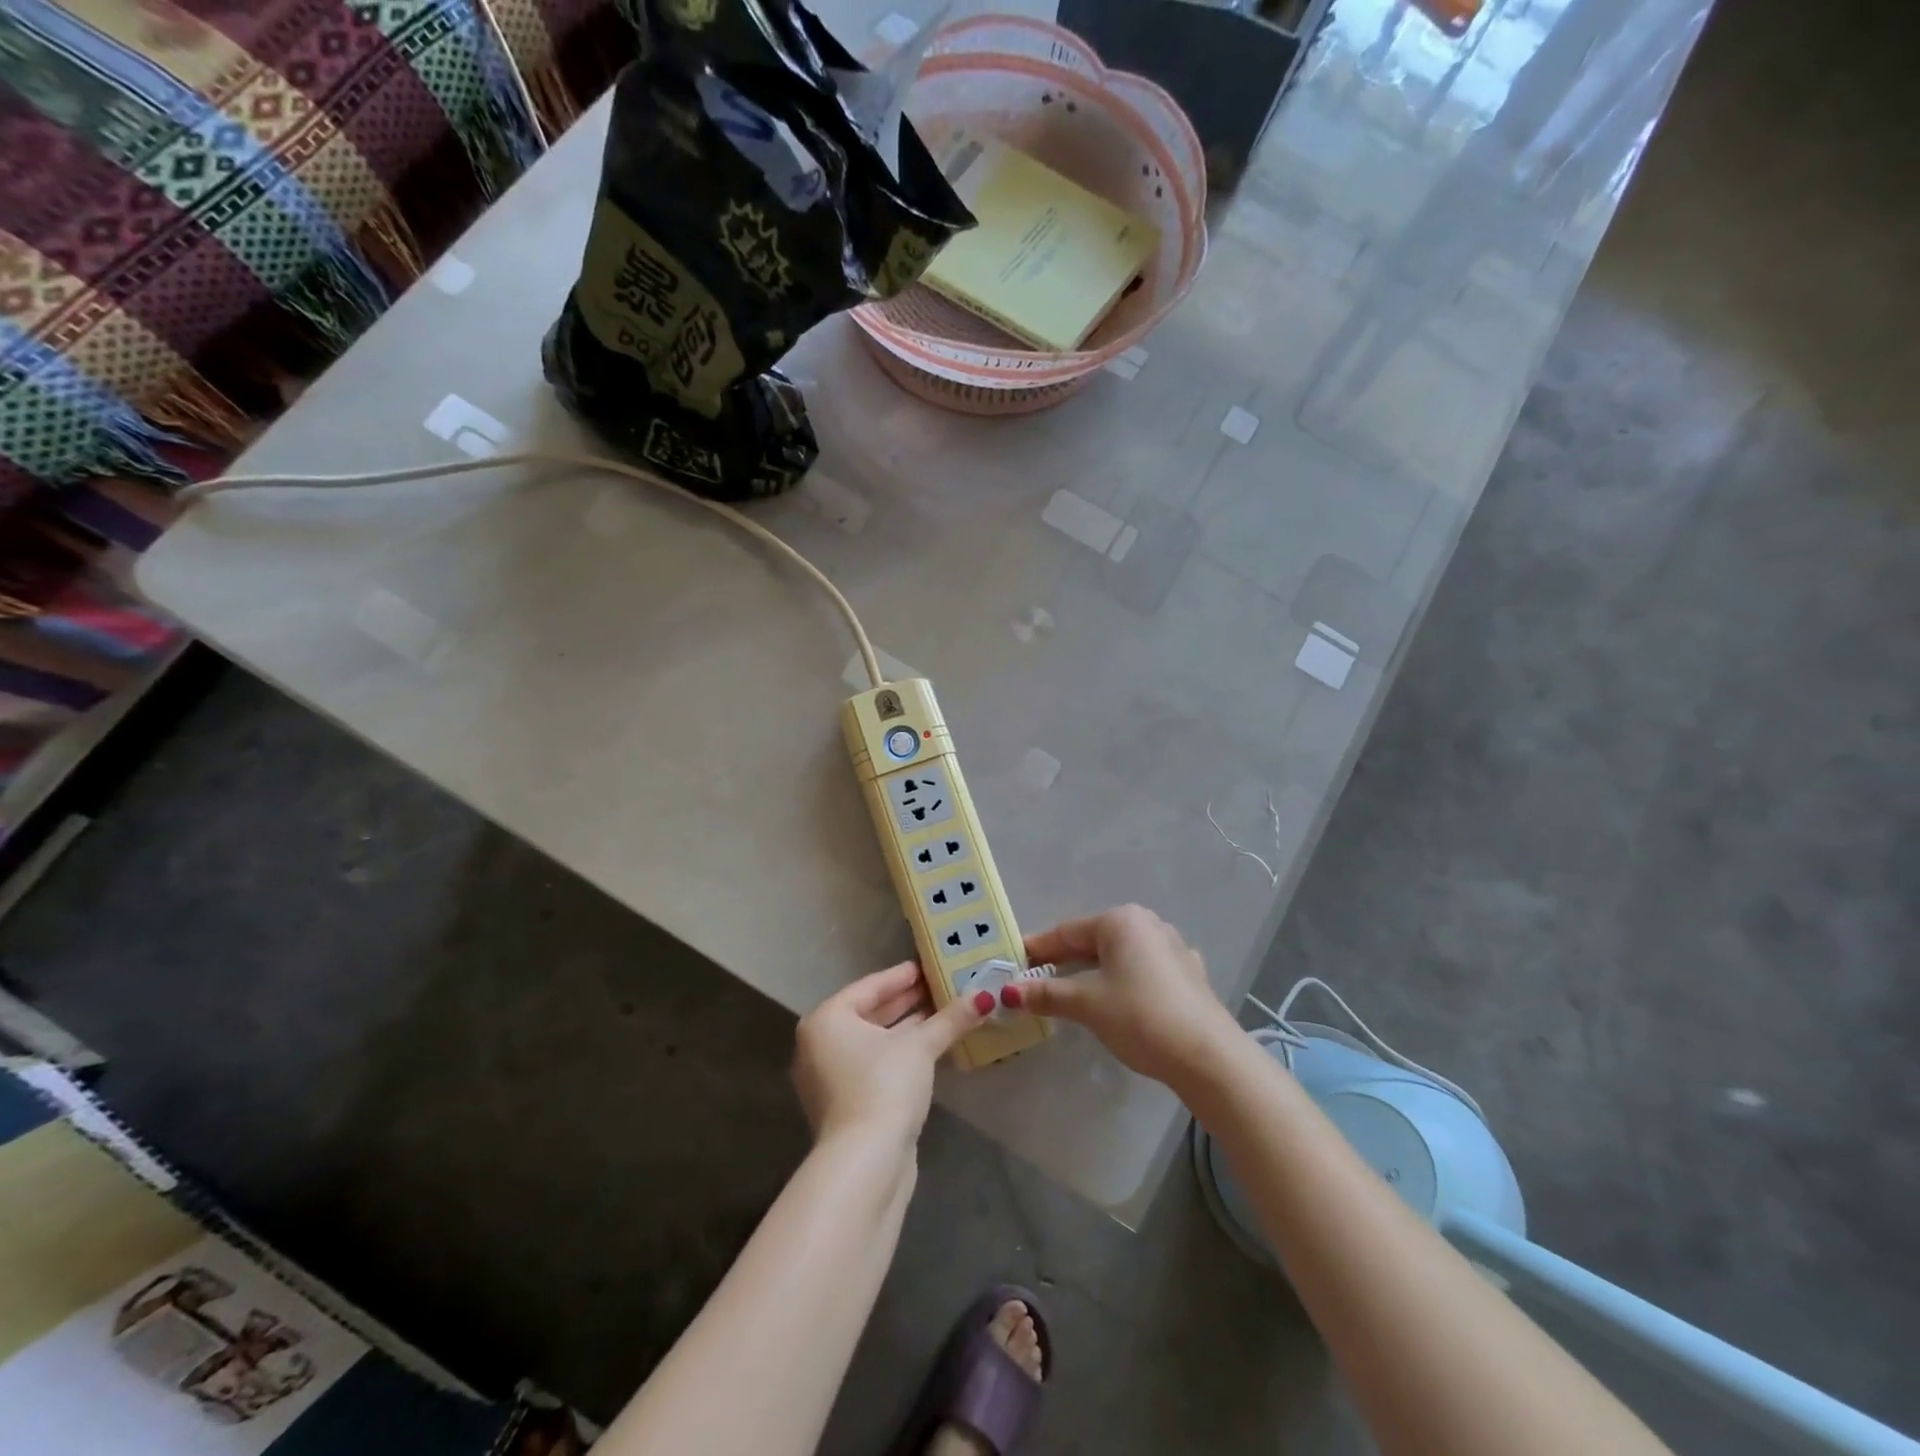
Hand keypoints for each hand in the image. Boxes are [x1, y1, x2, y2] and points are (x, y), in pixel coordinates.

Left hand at [793, 961, 990, 1148]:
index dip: (903, 976)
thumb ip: (950, 1019)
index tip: (929, 965)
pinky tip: (932, 1048)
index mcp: (827, 1020)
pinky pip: (876, 1065)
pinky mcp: (847, 1105)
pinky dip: (901, 1055)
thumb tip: (986, 997)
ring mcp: (831, 1078)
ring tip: (944, 1013)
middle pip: (871, 1013)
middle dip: (908, 1002)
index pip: (870, 987)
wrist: (865, 1164)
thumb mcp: (920, 1047)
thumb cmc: (883, 1086)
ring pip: (875, 1042)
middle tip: (942, 986)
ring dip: (908, 1029)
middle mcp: (821, 1045)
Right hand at [1008, 905, 1235, 1088]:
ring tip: (1071, 991)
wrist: (1208, 1056)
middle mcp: (1147, 924)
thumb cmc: (1140, 1017)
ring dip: (1094, 971)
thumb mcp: (1087, 1004)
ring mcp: (1173, 947)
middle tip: (1035, 979)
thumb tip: (1008, 992)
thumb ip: (1047, 994)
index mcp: (1120, 920)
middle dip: (1064, 960)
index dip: (1038, 948)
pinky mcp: (1189, 974)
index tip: (1013, 962)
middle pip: (1094, 940)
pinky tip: (1119, 998)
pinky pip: (1144, 970)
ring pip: (1120, 955)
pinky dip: (1124, 981)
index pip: (1066, 932)